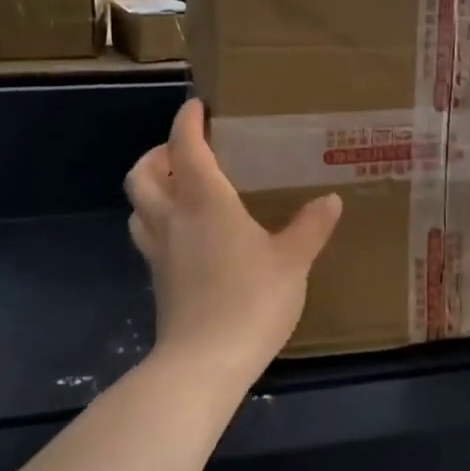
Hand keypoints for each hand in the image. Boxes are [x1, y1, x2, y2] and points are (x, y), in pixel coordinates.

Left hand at [125, 99, 342, 384]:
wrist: (204, 364)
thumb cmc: (251, 299)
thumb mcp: (293, 260)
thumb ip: (311, 227)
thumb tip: (330, 200)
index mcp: (204, 201)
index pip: (184, 146)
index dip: (187, 121)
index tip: (198, 106)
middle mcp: (172, 218)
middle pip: (143, 173)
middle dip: (159, 153)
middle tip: (187, 151)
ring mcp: (158, 252)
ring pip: (138, 206)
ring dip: (154, 187)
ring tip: (184, 188)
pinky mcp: (158, 280)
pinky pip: (149, 236)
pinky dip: (161, 221)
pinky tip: (191, 235)